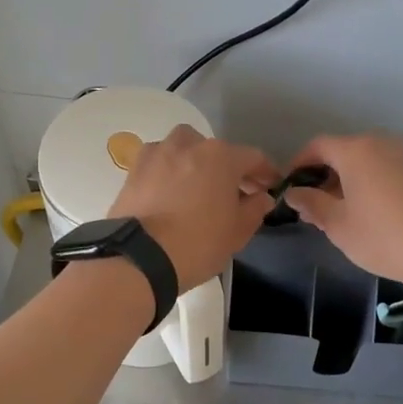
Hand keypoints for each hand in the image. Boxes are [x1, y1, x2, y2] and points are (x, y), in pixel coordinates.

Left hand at [108, 125, 278, 291]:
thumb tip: (261, 197)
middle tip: (233, 191)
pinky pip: (159, 162)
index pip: (252, 157)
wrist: (138, 258)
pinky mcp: (133, 169)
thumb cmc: (197, 244)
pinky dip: (168, 171)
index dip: (265, 172)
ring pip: (183, 148)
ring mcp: (157, 153)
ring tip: (197, 187)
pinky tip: (169, 192)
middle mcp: (188, 145)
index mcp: (220, 156)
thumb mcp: (237, 232)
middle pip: (215, 150)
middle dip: (228, 167)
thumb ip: (254, 209)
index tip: (270, 186)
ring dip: (195, 162)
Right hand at [282, 134, 402, 290]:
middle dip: (323, 175)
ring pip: (364, 162)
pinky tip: (367, 212)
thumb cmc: (383, 236)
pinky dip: (368, 183)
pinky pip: (383, 169)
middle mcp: (380, 144)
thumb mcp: (337, 224)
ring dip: (346, 181)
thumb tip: (294, 193)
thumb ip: (311, 204)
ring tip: (338, 213)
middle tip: (312, 207)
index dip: (299, 164)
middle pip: (342, 152)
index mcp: (355, 151)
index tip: (290, 188)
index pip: (317, 146)